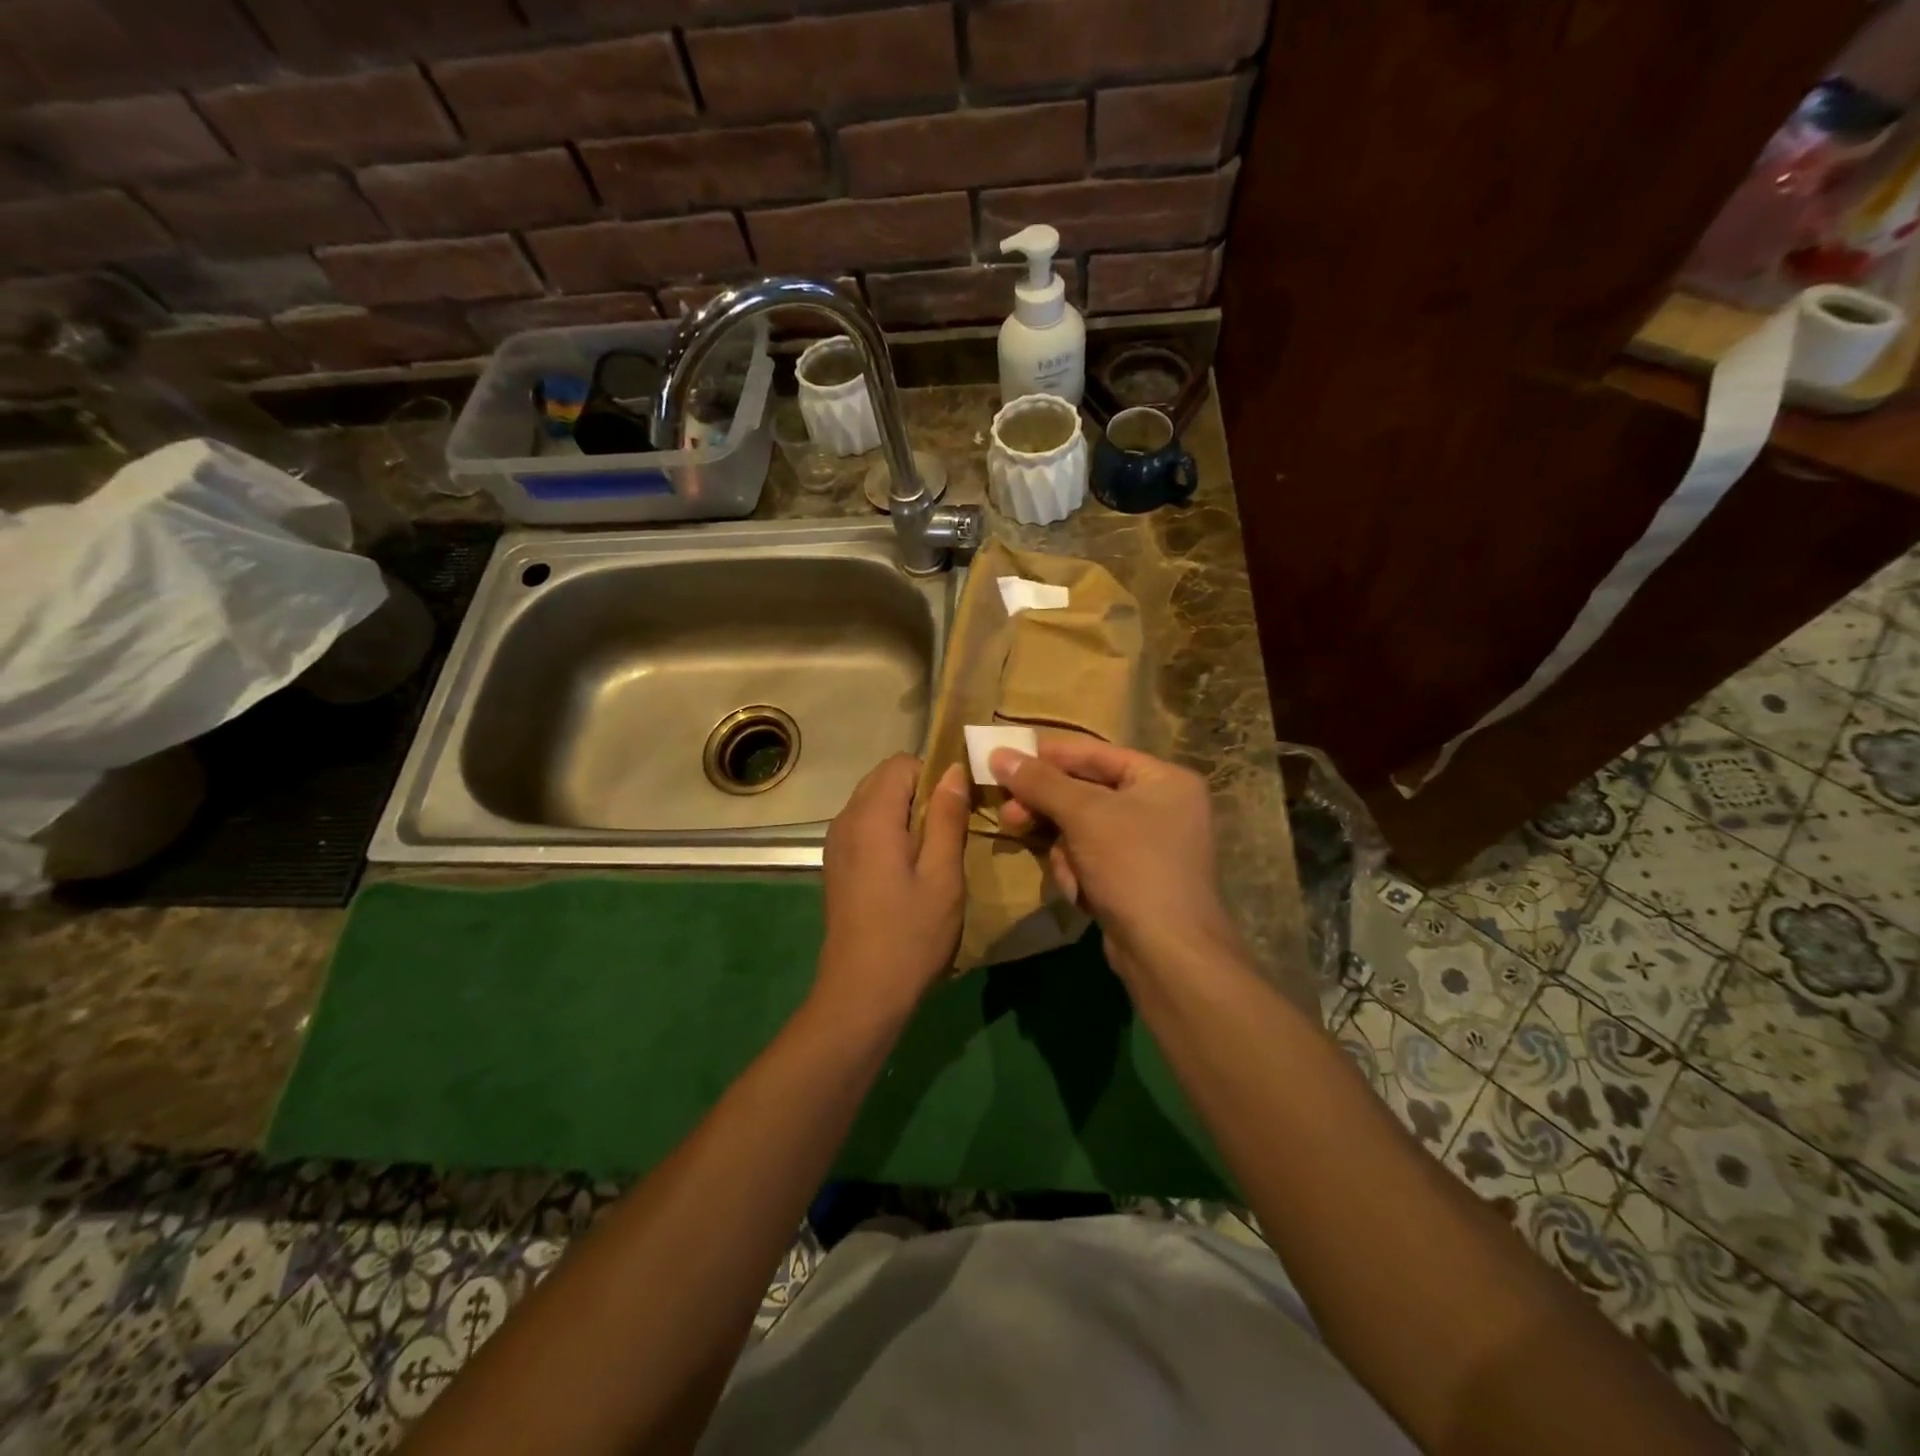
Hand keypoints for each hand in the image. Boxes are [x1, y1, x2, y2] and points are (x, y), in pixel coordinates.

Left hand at [816, 754, 970, 1022]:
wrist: (861, 994)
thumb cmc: (910, 935)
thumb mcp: (942, 875)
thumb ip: (947, 817)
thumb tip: (954, 770)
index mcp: (871, 816)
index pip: (902, 763)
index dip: (935, 773)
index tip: (961, 802)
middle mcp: (846, 820)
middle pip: (885, 779)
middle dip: (922, 790)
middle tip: (954, 825)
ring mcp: (837, 843)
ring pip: (874, 801)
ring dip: (906, 811)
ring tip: (936, 846)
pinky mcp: (837, 865)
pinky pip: (865, 826)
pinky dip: (890, 829)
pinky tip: (911, 866)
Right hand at [990, 739, 1238, 980]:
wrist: (1168, 952)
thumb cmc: (1132, 866)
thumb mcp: (1083, 815)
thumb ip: (1040, 782)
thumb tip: (998, 753)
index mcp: (1163, 779)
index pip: (1096, 753)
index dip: (1049, 755)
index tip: (1006, 758)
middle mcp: (1161, 807)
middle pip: (1086, 794)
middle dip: (1050, 811)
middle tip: (1010, 814)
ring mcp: (1149, 846)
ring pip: (1082, 831)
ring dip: (1066, 852)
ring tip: (1070, 873)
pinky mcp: (1134, 879)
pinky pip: (1092, 860)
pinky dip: (1080, 874)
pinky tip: (1083, 893)